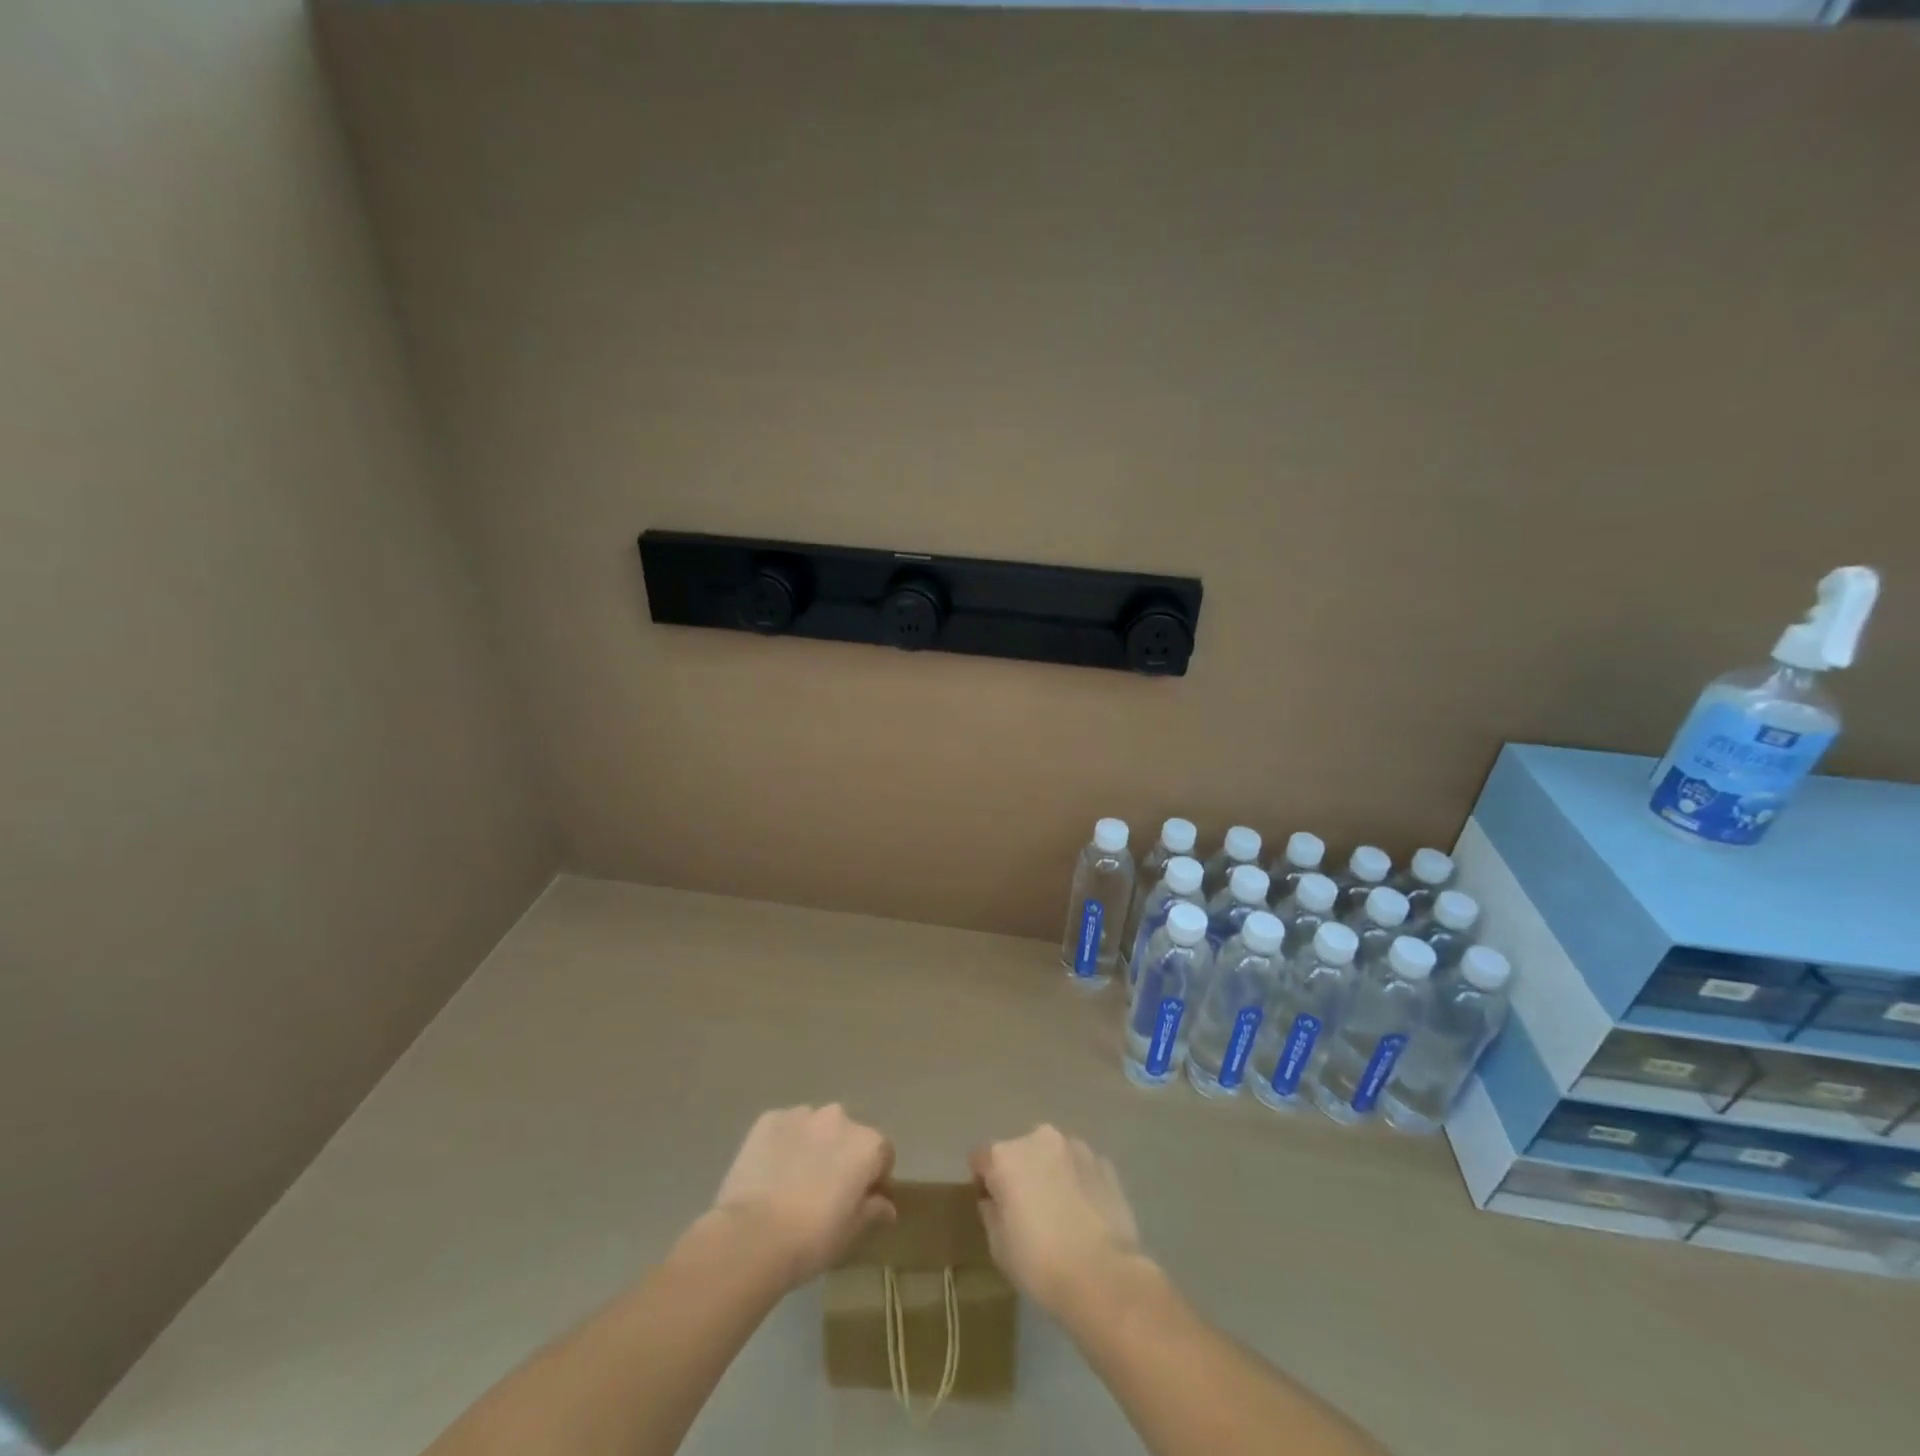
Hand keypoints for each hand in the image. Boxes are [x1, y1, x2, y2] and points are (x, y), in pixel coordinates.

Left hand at [709, 1105, 894, 1288]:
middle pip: (848, 1135)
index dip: (874, 1177)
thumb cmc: (811, 1239)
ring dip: (812, 1146)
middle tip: (824, 1192)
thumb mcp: (850, 1233)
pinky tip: (770, 1173)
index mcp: (866, 1144)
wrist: (752, 1235)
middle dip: (841, 1156)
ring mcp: (802, 1115)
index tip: (860, 1200)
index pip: (882, 1154)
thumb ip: (872, 1211)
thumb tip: (886, 1206)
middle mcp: (839, 1118)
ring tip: (792, 1182)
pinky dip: (782, 1144)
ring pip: (815, 1128)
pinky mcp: (768, 1119)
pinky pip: (784, 1129)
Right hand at [970, 1125, 1146, 1317]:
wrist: (1103, 1276)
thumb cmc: (1040, 1263)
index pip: (981, 1157)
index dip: (983, 1181)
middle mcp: (1039, 1139)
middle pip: (1020, 1152)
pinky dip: (1078, 1183)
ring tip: (1061, 1212)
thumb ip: (991, 1212)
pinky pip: (1080, 1168)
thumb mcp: (998, 1246)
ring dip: (1050, 1174)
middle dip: (1020, 1174)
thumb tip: (994, 1200)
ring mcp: (1076, 1147)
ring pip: (1053, 1156)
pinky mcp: (1104, 1164)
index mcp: (1006, 1156)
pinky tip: (1084, 1215)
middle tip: (1028, 1211)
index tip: (992, 1206)